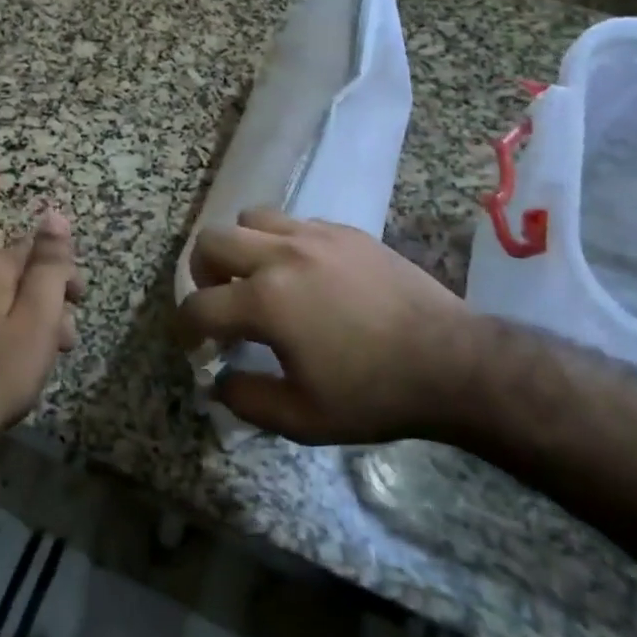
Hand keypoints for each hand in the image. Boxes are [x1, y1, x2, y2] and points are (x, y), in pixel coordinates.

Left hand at [0, 213, 83, 438]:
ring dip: (27, 321)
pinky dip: (2, 333)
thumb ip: (49, 264)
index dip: (63, 275)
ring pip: (0, 301)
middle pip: (18, 276)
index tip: (79, 304)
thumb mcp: (38, 315)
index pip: (36, 251)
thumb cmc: (0, 369)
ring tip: (42, 359)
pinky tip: (10, 364)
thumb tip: (55, 214)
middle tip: (65, 341)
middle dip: (47, 302)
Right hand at [176, 208, 487, 444]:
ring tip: (260, 278)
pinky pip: (294, 222)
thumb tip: (218, 381)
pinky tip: (306, 275)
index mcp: (265, 300)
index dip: (185, 328)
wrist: (451, 361)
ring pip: (251, 218)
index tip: (193, 344)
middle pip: (212, 240)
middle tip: (220, 302)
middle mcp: (280, 255)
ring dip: (242, 248)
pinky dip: (283, 243)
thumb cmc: (373, 393)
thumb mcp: (303, 418)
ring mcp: (315, 236)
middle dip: (203, 273)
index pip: (198, 306)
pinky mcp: (345, 231)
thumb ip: (247, 399)